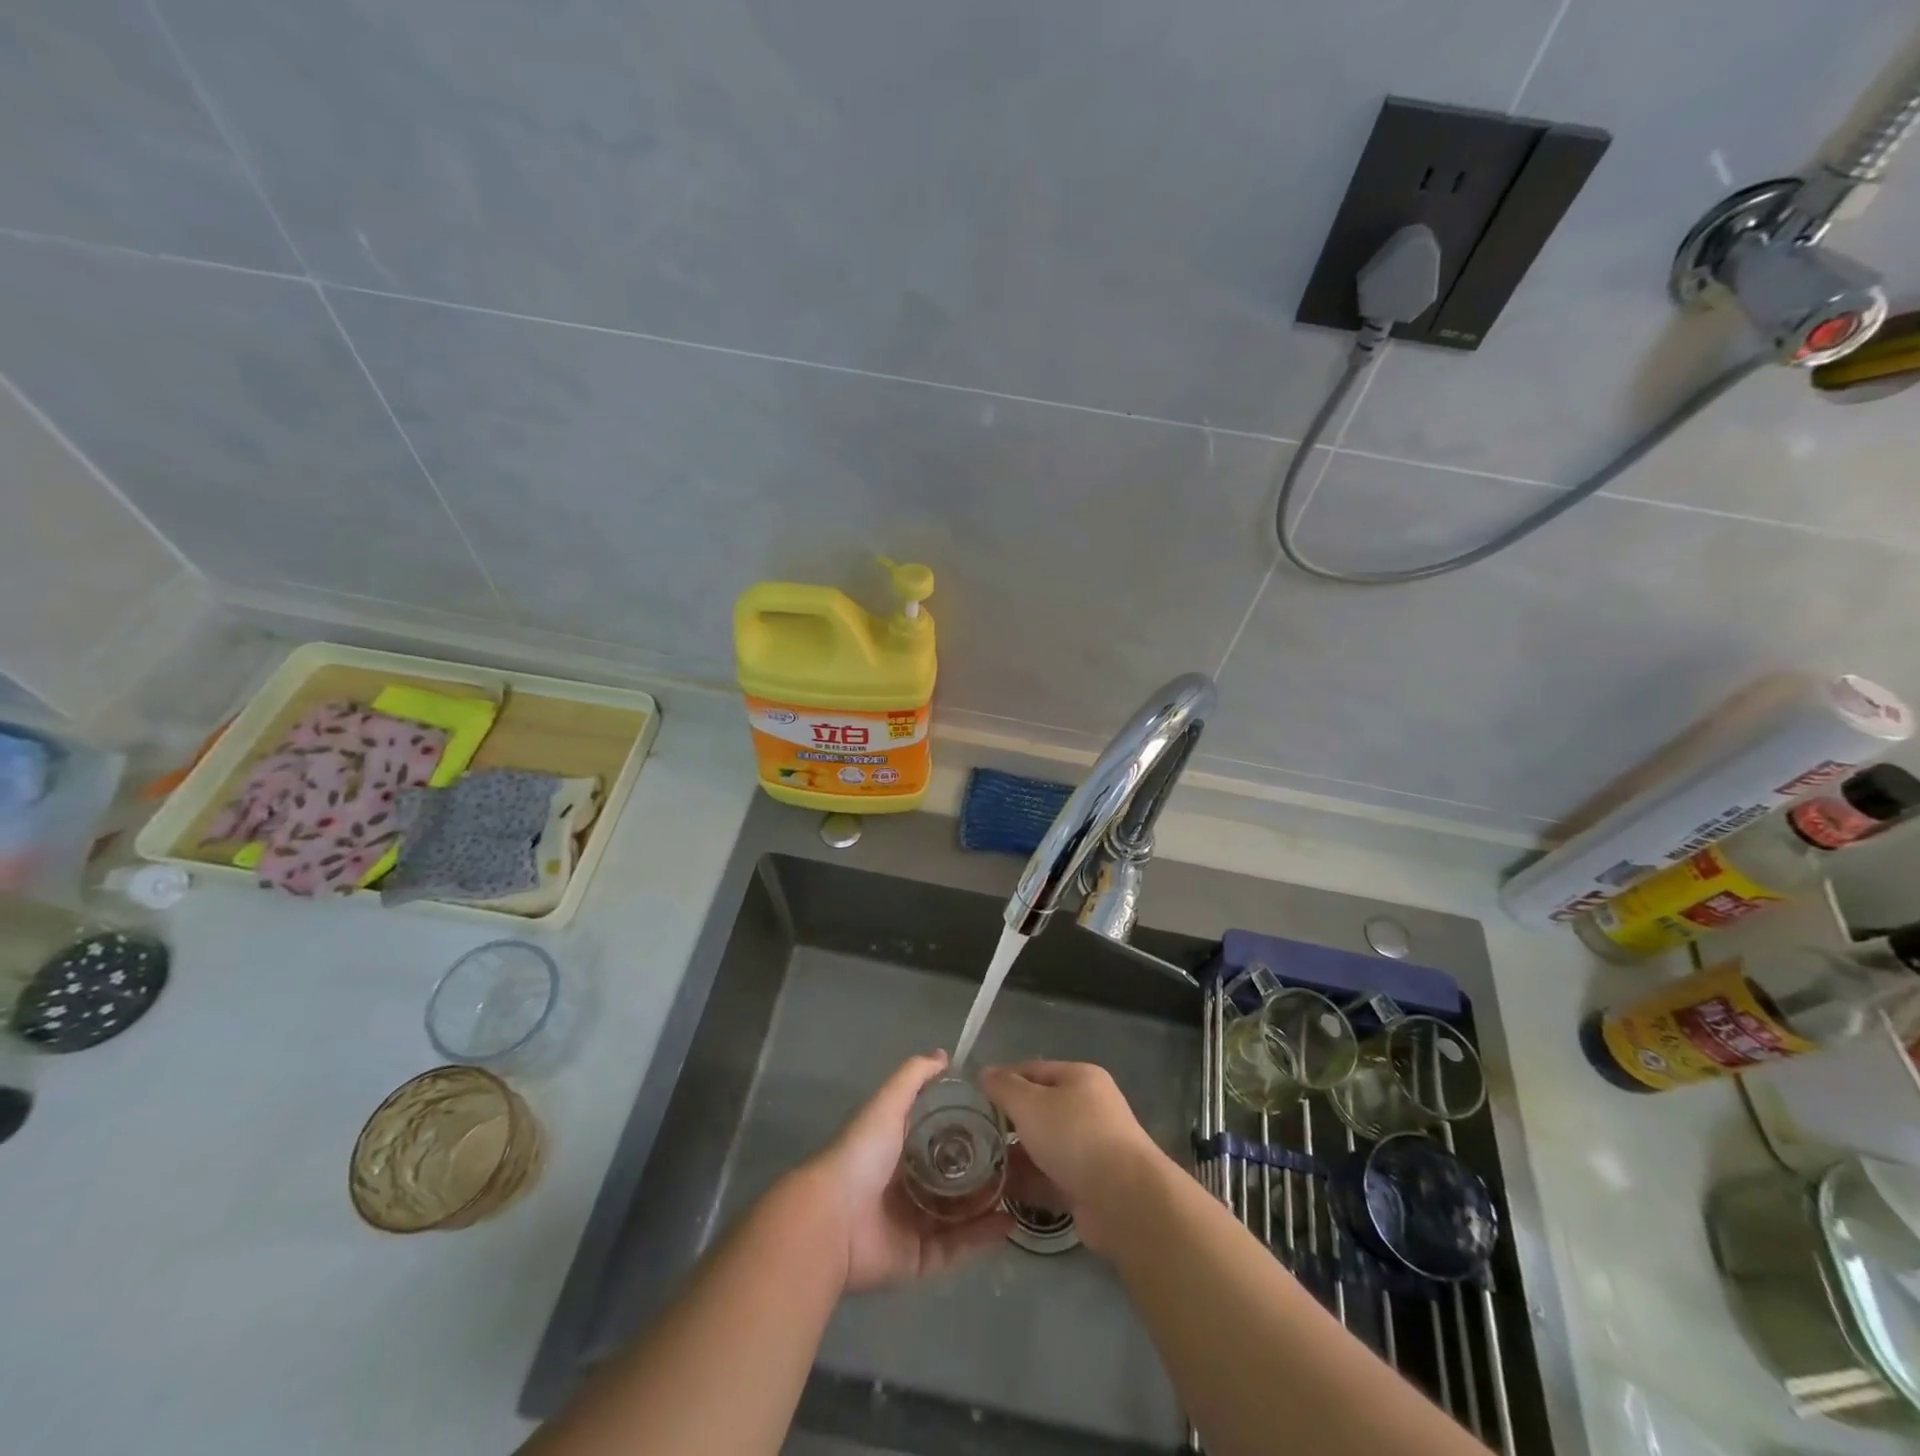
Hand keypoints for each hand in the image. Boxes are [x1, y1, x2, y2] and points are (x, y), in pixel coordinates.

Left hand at [801, 1051, 1011, 1292]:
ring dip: (989, 1204)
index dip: (965, 1129)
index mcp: (897, 1150)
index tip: (998, 1121)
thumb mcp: (888, 1103)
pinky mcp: (919, 1259)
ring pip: (960, 1215)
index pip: (937, 1138)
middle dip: (982, 1171)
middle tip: (1017, 1159)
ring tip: (1022, 1190)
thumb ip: (914, 1077)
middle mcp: (906, 1187)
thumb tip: (944, 1054)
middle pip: (952, 1178)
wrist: (833, 1219)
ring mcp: (913, 1224)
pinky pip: (957, 1248)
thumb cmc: (862, 1154)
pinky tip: (1009, 1221)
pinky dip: (982, 1237)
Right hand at [979, 1060, 1172, 1254]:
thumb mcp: (1030, 1104)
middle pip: (1039, 1110)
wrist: (1124, 1200)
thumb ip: (1004, 1087)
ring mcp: (1090, 1149)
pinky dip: (1029, 1183)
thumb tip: (985, 1072)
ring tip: (980, 1168)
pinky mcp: (1089, 1186)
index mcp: (1079, 1078)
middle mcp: (1088, 1109)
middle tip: (974, 1137)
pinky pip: (1051, 1178)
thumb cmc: (1074, 1136)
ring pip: (1044, 1147)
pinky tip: (1000, 1192)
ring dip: (1015, 1157)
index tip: (974, 1100)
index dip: (1004, 1081)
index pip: (1033, 1071)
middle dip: (1008, 1123)